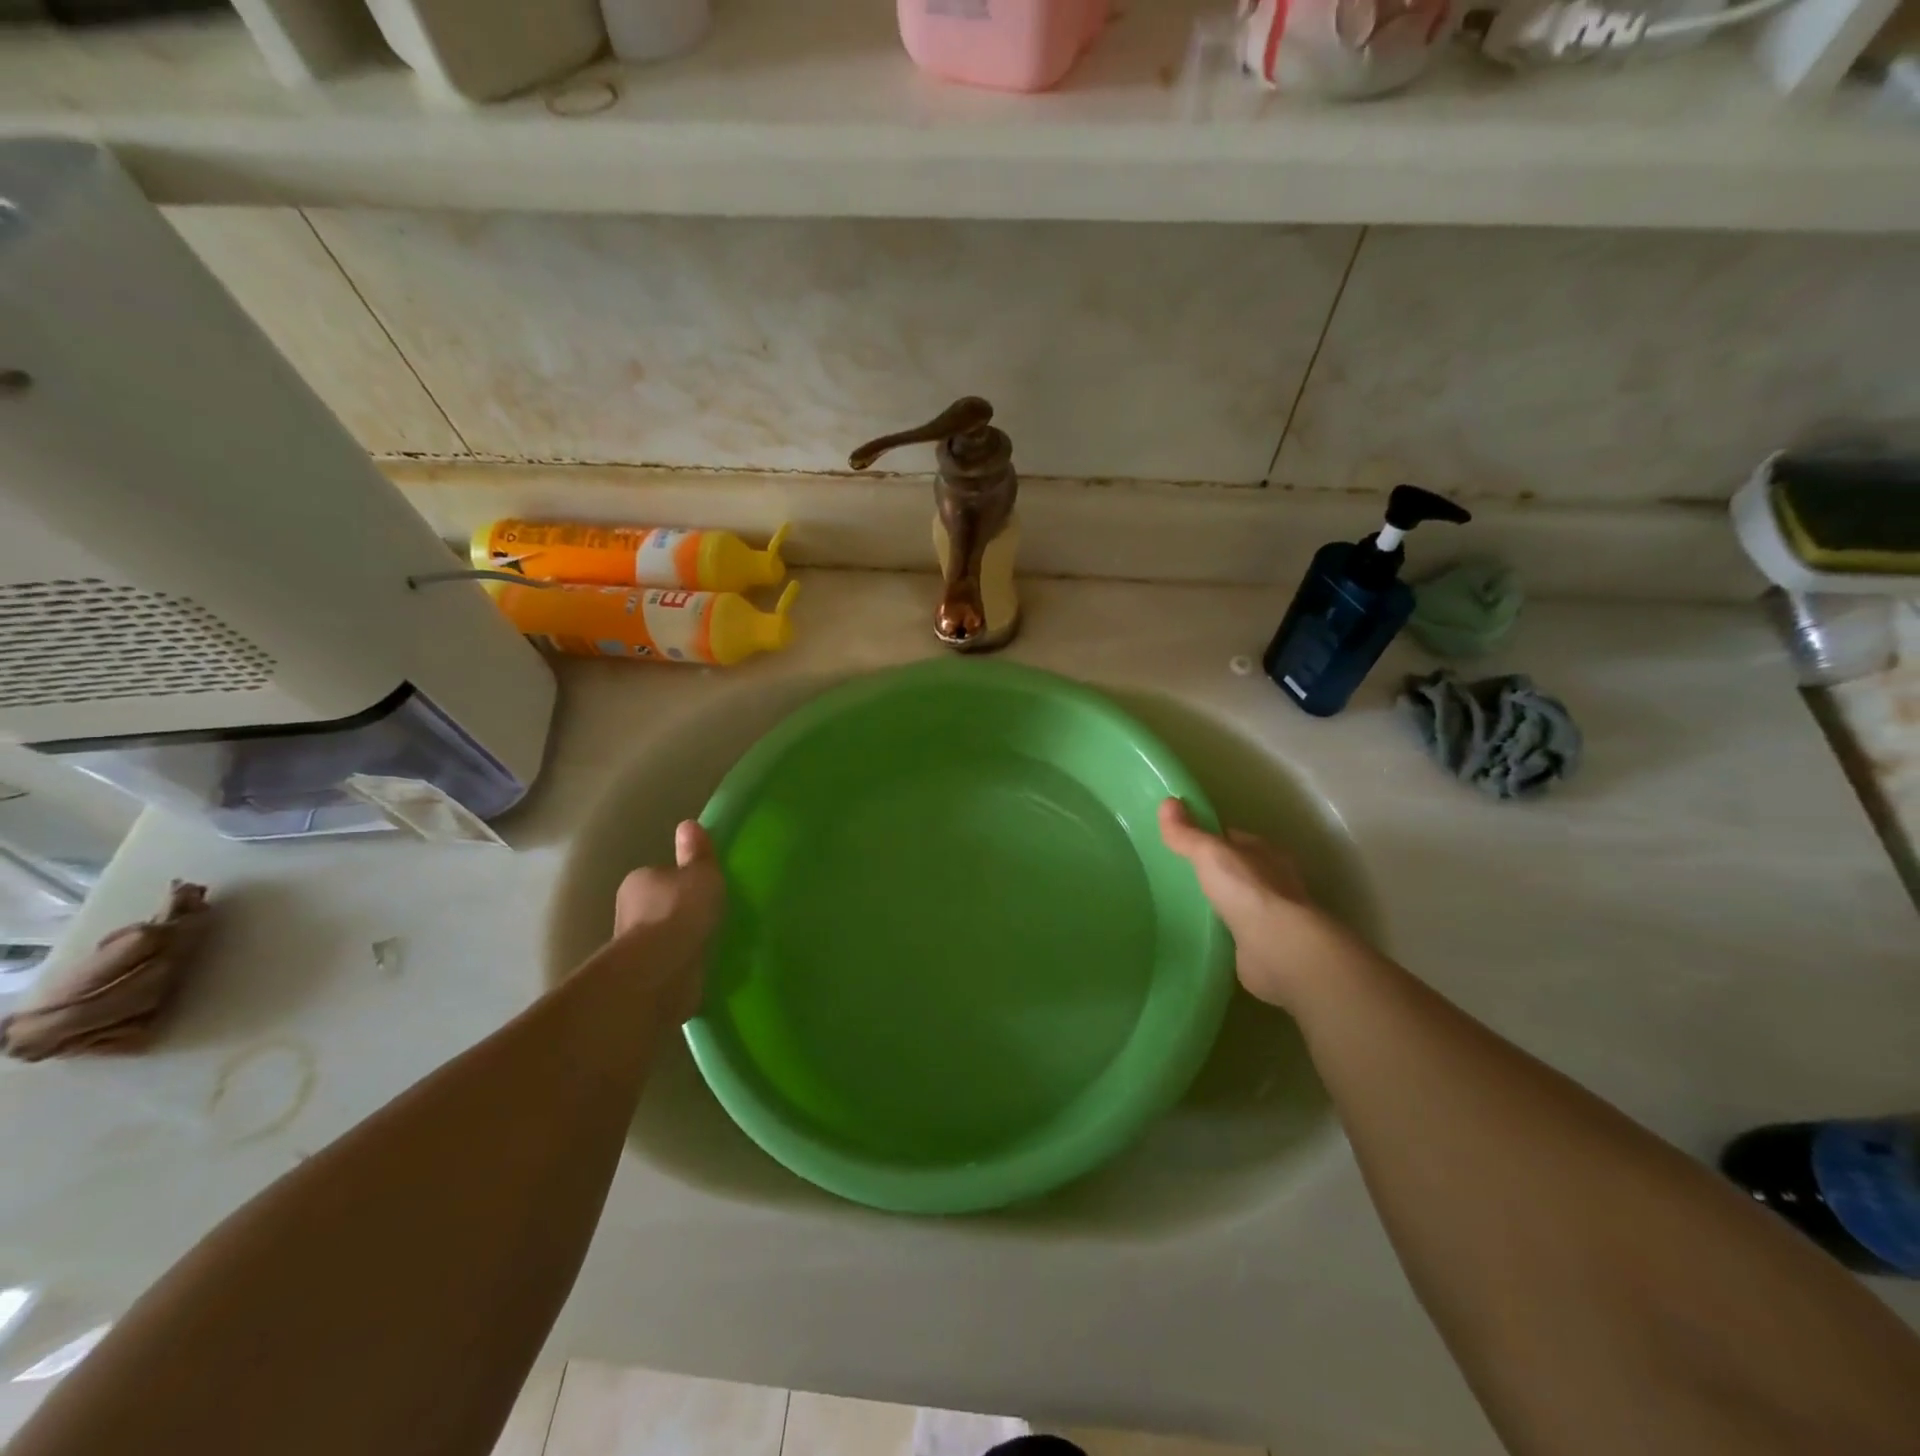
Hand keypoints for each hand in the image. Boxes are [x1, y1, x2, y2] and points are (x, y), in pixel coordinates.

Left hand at [606, 821, 725, 1022]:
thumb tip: (688, 824)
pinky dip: (681, 963)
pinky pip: (668, 963)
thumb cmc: (680, 911)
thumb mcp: (700, 873)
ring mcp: (633, 947)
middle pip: (660, 906)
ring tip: (711, 943)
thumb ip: (697, 852)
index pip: (661, 875)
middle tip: (711, 916)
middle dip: (681, 912)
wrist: (660, 970)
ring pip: (663, 937)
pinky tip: (701, 966)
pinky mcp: (643, 976)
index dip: (683, 881)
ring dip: (681, 940)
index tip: (705, 890)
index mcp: (638, 881)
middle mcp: (628, 911)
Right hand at [1158, 798, 1358, 1010]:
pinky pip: (1235, 934)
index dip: (1208, 838)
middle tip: (1175, 876)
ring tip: (1181, 907)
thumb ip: (1188, 833)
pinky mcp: (1264, 946)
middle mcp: (1273, 881)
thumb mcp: (1210, 854)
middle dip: (1212, 873)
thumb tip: (1166, 802)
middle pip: (1236, 870)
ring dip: (1218, 905)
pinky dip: (1221, 933)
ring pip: (1237, 903)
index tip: (1180, 843)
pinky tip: (1199, 936)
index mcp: (1265, 852)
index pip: (1233, 839)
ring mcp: (1271, 916)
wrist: (1277, 949)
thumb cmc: (1247, 890)